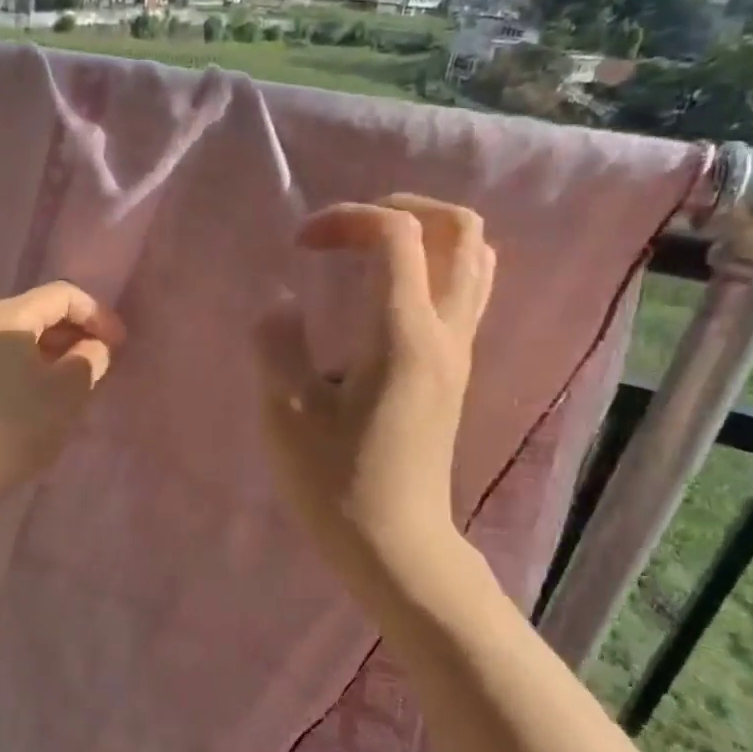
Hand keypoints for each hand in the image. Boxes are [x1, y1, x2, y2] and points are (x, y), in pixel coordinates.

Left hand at [0, 281, 126, 503]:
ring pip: (24, 339)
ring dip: (57, 355)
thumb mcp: (67, 391)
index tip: (119, 346)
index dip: (98, 315)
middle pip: (41, 313)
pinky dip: (34, 369)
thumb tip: (92, 348)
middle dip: (78, 334)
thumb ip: (90, 359)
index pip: (63, 295)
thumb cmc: (15, 425)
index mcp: (7, 315)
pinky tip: (47, 399)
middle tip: (103, 364)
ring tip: (80, 384)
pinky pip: (7, 360)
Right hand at [255, 196, 495, 606]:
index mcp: (403, 335)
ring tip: (368, 251)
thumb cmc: (335, 481)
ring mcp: (459, 351)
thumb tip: (282, 300)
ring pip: (474, 257)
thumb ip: (278, 343)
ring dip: (425, 235)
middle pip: (460, 229)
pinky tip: (386, 291)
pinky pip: (467, 290)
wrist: (395, 543)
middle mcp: (445, 331)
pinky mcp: (455, 371)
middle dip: (401, 208)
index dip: (347, 219)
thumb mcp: (285, 412)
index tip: (300, 243)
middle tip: (347, 229)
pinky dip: (435, 266)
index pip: (397, 236)